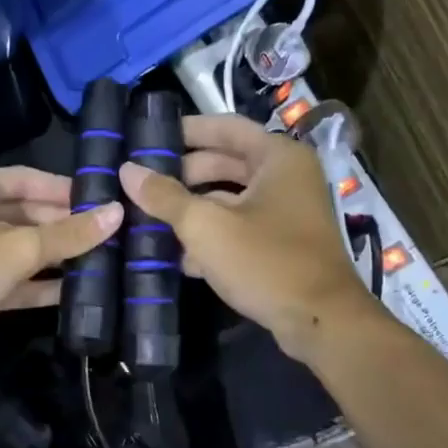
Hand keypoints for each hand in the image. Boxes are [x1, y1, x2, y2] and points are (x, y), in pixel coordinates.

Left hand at [0, 166, 122, 364]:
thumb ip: (68, 234)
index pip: (29, 180)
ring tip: (104, 261)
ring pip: (25, 250)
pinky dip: (42, 285)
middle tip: (111, 235)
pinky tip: (76, 291)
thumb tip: (116, 213)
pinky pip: (18, 281)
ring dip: (58, 257)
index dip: (65, 189)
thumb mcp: (19, 248)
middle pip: (30, 215)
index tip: (102, 200)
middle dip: (66, 226)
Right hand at [119, 114, 376, 360]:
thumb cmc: (265, 261)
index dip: (186, 130)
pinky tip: (180, 257)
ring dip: (194, 208)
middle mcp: (287, 177)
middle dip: (184, 174)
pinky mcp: (283, 244)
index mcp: (278, 157)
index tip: (149, 138)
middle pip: (227, 163)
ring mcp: (288, 212)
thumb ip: (165, 197)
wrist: (320, 321)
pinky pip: (241, 227)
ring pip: (231, 199)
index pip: (225, 127)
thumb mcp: (206, 226)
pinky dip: (213, 235)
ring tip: (151, 219)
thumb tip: (128, 170)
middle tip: (143, 182)